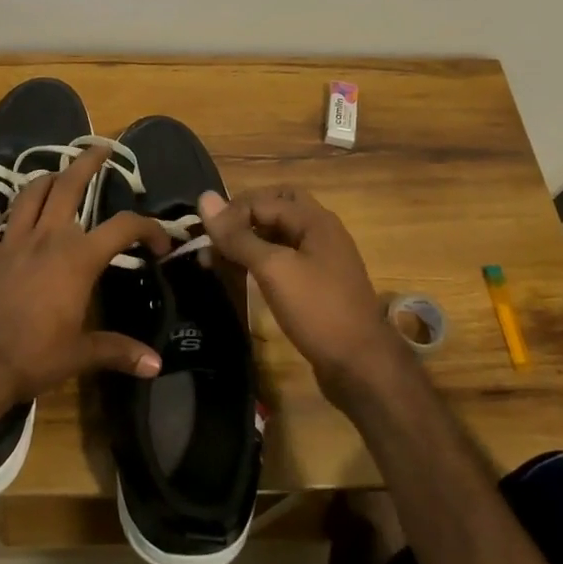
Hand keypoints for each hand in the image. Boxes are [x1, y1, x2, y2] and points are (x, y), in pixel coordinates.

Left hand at [0, 143, 171, 415]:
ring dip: (43, 180)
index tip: (160, 244)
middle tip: (100, 150)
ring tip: (55, 173)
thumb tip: (157, 366)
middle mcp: (45, 238)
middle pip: (68, 188)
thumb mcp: (80, 355)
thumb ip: (118, 352)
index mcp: (77, 259)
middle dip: (87, 164)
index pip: (123, 228)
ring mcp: (8, 243)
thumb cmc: (33, 358)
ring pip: (27, 196)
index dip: (148, 228)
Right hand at [197, 185, 409, 401]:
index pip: (262, 199)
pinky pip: (283, 258)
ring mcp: (320, 258)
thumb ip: (238, 236)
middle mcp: (320, 231)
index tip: (202, 237)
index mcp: (314, 220)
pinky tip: (241, 274)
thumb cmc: (317, 310)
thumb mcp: (274, 269)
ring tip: (216, 258)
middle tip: (216, 237)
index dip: (230, 213)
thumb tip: (205, 198)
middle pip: (275, 208)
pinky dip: (260, 260)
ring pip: (278, 234)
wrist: (360, 364)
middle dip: (242, 218)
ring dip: (247, 240)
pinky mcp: (317, 283)